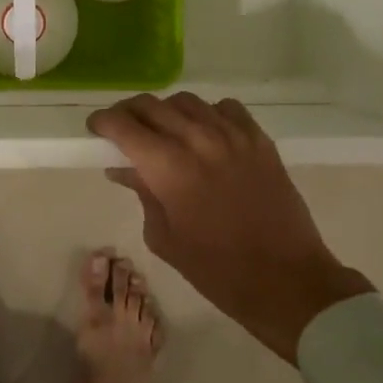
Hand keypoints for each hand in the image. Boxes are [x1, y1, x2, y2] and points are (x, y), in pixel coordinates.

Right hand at [89, 94, 373, 363]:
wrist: (286, 281)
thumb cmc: (217, 270)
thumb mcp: (164, 237)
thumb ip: (142, 193)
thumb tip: (124, 168)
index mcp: (168, 167)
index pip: (124, 125)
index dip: (103, 121)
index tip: (96, 128)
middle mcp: (197, 139)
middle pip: (151, 105)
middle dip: (129, 113)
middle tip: (122, 128)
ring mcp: (232, 135)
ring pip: (186, 101)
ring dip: (166, 111)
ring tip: (164, 130)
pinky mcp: (259, 139)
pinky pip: (225, 108)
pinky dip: (207, 114)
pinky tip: (205, 133)